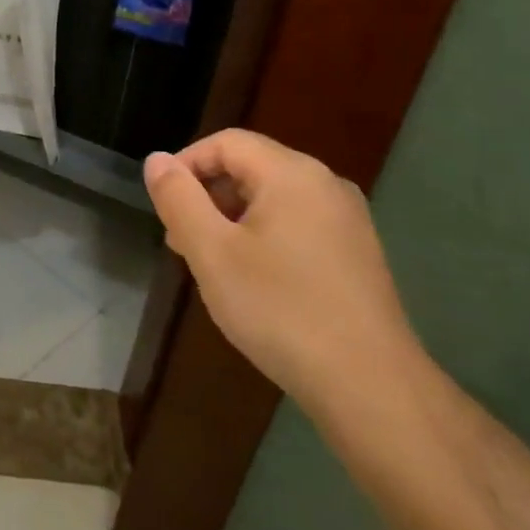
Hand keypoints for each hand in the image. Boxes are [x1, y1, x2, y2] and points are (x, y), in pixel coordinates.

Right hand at [144, 130, 420, 414]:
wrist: (372, 387)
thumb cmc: (281, 310)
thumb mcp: (211, 252)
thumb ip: (178, 198)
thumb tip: (157, 160)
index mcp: (292, 173)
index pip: (225, 142)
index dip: (185, 164)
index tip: (164, 207)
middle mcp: (325, 184)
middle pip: (250, 166)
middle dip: (206, 195)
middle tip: (180, 241)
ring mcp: (347, 219)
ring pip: (271, 198)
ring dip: (231, 218)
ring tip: (210, 263)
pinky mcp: (356, 252)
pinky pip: (296, 223)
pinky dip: (263, 236)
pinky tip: (252, 280)